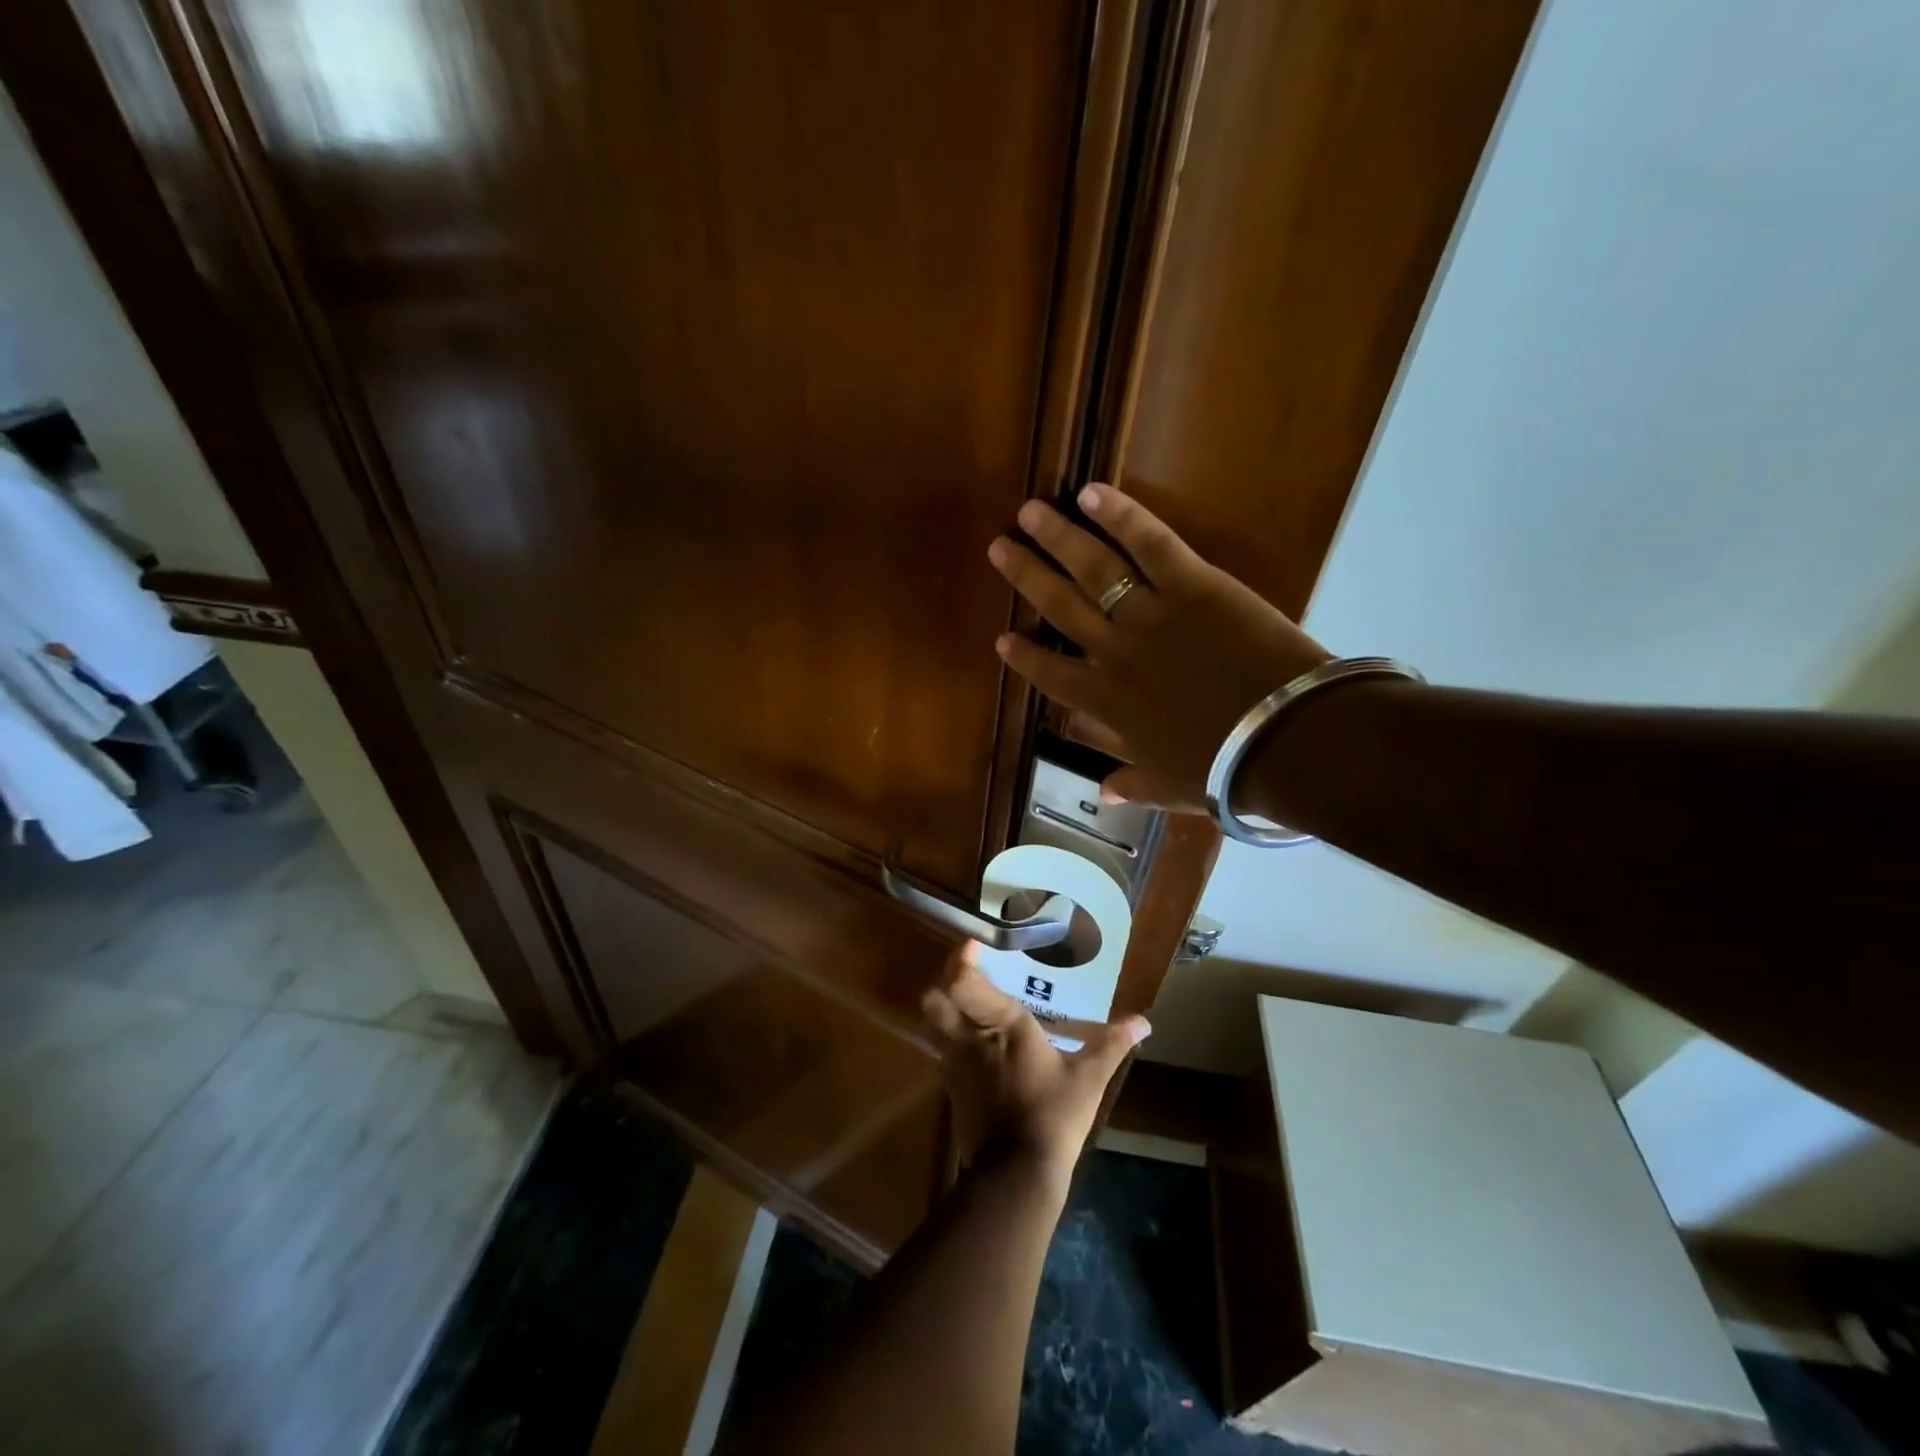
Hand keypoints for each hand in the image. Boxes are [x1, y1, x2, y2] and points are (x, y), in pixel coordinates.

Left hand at [920, 944, 1149, 1187]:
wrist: (1016, 1175)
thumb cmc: (1053, 1116)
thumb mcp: (1088, 1079)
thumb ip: (1110, 1044)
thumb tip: (1143, 1022)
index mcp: (1002, 1024)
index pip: (964, 982)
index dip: (962, 960)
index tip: (973, 945)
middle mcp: (970, 1037)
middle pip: (935, 999)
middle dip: (945, 983)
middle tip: (966, 975)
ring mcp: (955, 1064)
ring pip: (934, 1024)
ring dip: (945, 1009)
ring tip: (969, 1003)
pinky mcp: (951, 1088)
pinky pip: (942, 1049)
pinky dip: (951, 1038)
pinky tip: (975, 1042)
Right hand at [987, 484, 1330, 812]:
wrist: (1284, 739)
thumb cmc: (1225, 768)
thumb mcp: (1172, 787)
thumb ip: (1133, 784)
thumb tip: (1105, 793)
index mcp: (1107, 704)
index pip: (1051, 675)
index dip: (1025, 657)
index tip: (1003, 639)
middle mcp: (1114, 653)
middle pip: (1060, 607)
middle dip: (1026, 576)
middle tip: (999, 546)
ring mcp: (1150, 615)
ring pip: (1093, 569)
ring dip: (1057, 538)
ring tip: (1030, 511)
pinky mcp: (1193, 585)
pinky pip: (1150, 543)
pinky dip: (1121, 516)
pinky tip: (1091, 493)